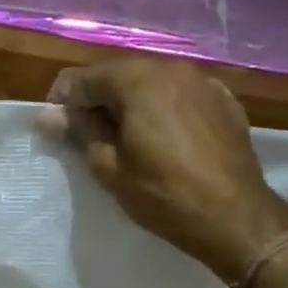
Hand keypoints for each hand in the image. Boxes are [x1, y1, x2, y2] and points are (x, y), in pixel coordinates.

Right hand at [39, 57, 287, 284]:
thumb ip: (80, 132)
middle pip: (118, 75)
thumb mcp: (109, 168)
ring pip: (151, 82)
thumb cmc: (165, 195)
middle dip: (97, 100)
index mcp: (137, 80)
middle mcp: (170, 68)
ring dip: (130, 103)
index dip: (62, 103)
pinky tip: (163, 137)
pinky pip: (180, 94)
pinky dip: (163, 108)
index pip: (82, 79)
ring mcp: (202, 81)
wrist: (238, 218)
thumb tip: (50, 116)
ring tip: (125, 138)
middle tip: (88, 136)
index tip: (57, 131)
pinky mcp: (224, 99)